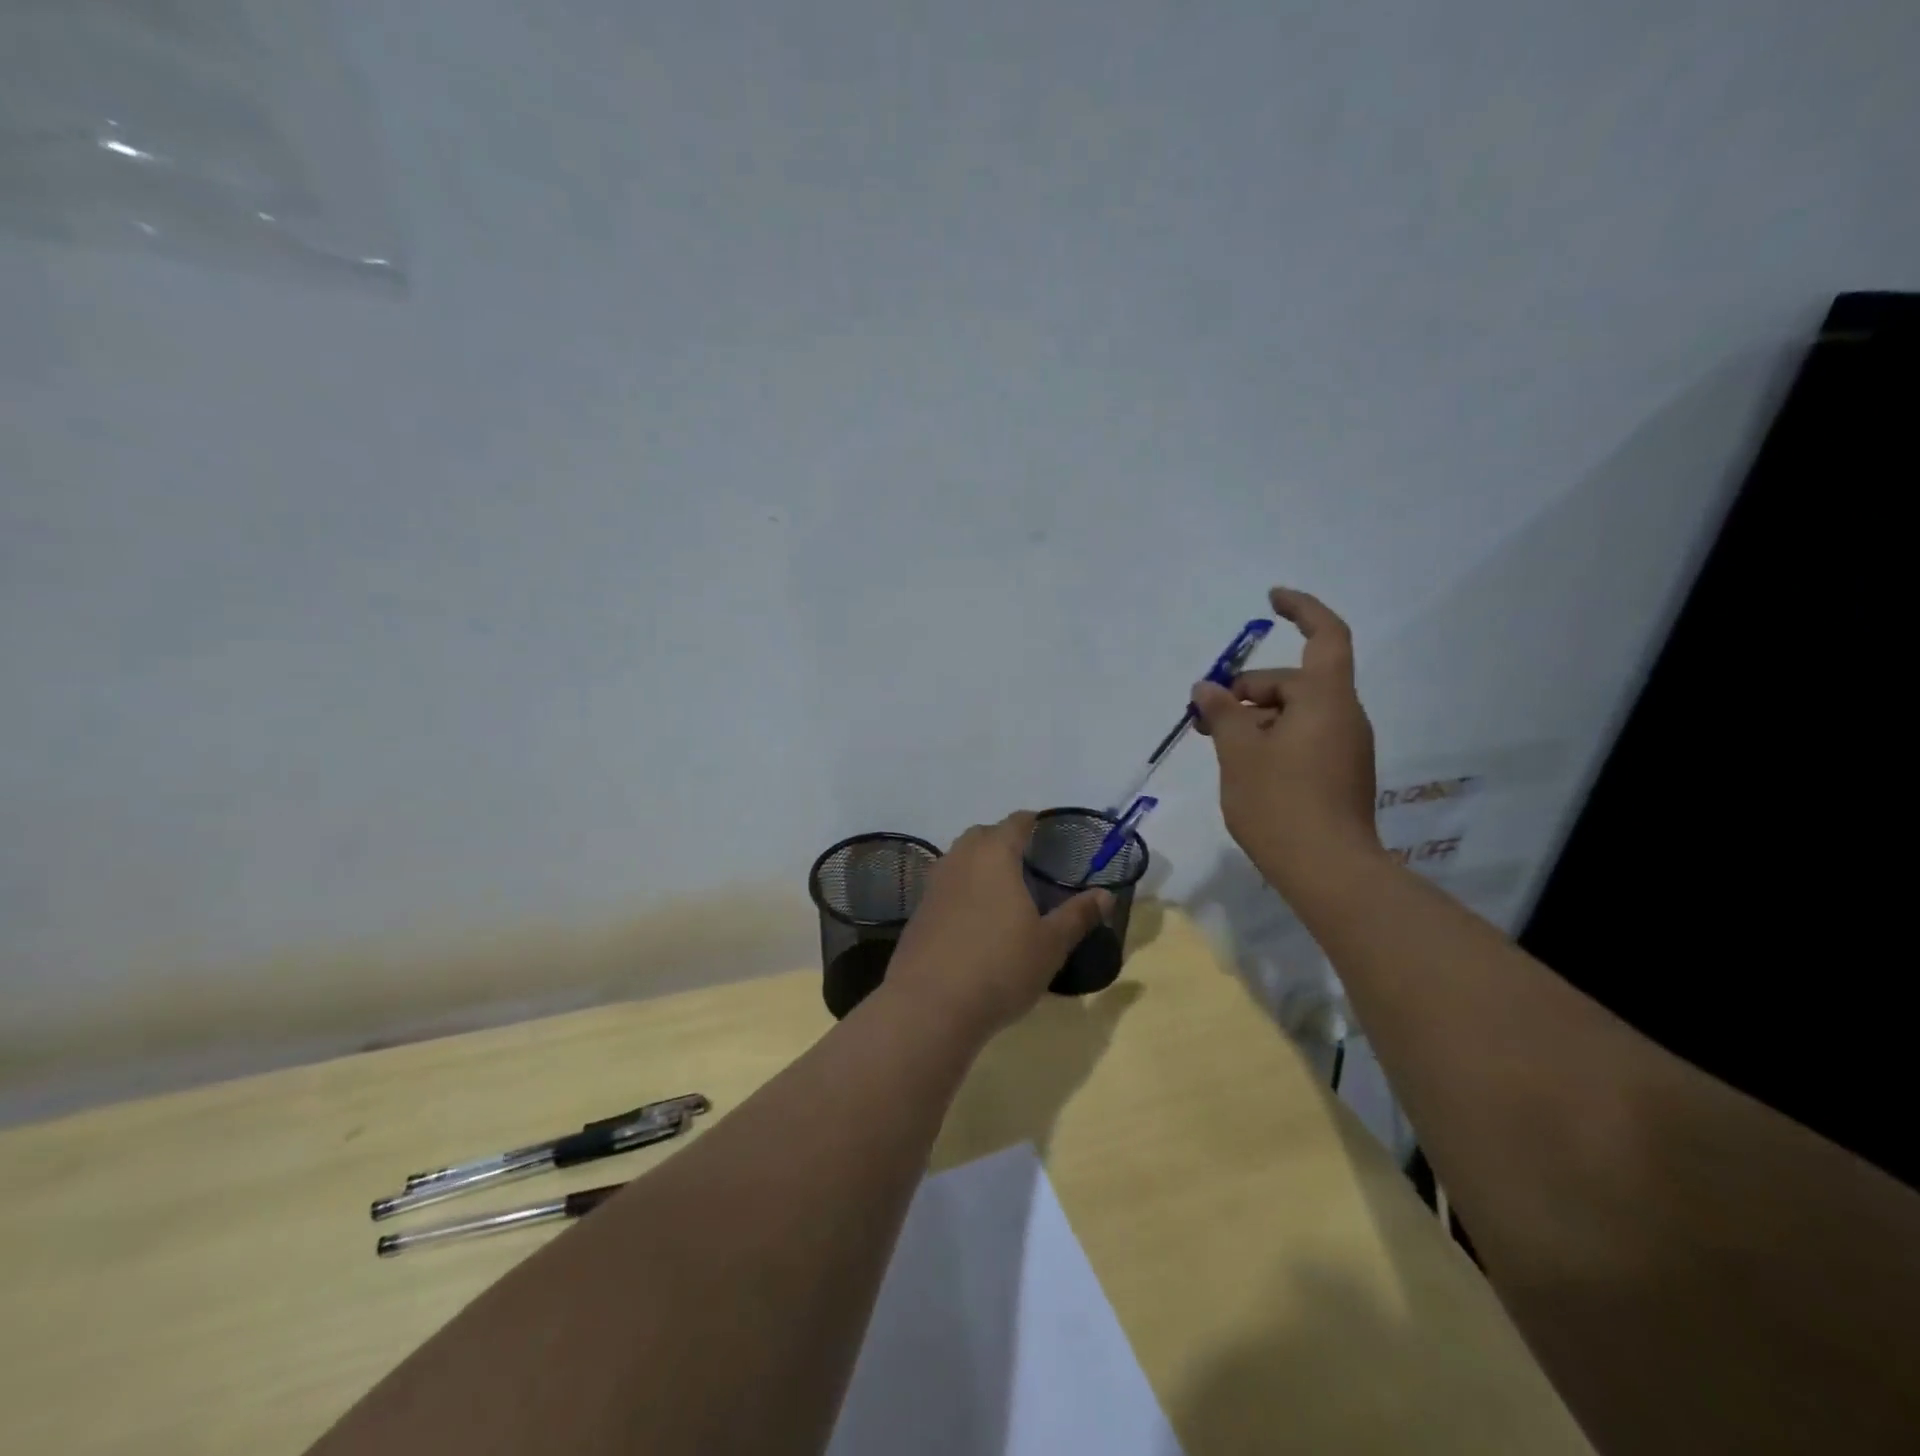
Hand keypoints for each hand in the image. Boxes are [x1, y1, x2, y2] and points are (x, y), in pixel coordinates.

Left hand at [884, 812, 1111, 1040]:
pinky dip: (962, 890)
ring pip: (959, 859)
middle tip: (1027, 862)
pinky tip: (975, 918)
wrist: (930, 1005)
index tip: (1045, 830)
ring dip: (979, 864)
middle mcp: (960, 860)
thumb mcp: (1050, 945)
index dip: (1031, 822)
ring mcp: (934, 885)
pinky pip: (945, 887)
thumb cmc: (1000, 967)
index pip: (1014, 823)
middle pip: (982, 836)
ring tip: (1003, 889)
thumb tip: (1106, 894)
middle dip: (1003, 841)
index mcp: (994, 855)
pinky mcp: (919, 912)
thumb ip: (1078, 916)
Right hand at [1193, 588, 1382, 895]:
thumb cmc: (1280, 802)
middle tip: (1205, 715)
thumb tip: (1208, 688)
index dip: (1301, 609)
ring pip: (1297, 714)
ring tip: (1219, 744)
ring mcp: (1347, 748)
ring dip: (1257, 718)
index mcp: (1326, 700)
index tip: (1272, 599)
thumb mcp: (1239, 752)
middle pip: (1295, 682)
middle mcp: (1344, 716)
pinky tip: (1245, 766)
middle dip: (1249, 689)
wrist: (1329, 872)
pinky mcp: (1341, 774)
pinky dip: (1273, 739)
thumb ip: (1223, 712)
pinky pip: (1305, 739)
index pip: (1325, 635)